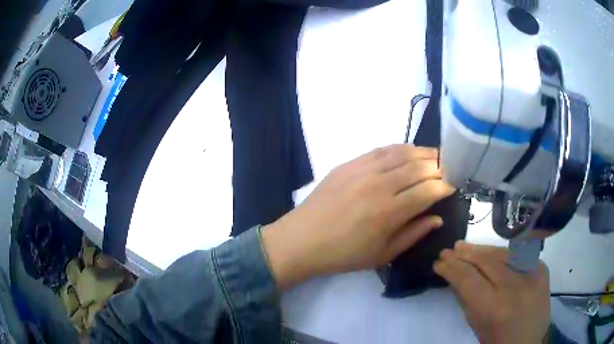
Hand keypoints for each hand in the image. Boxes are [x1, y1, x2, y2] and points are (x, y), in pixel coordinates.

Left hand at [262, 144, 454, 289]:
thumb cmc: (343, 255)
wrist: (302, 240)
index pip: (429, 190)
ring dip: (423, 153)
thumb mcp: (382, 254)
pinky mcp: (349, 163)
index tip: (452, 187)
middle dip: (438, 168)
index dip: (445, 187)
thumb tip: (437, 218)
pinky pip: (381, 149)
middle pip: (419, 167)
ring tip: (435, 157)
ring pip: (402, 153)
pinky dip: (399, 148)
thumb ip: (413, 234)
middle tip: (447, 171)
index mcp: (389, 212)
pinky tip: (408, 152)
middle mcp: (379, 184)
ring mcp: (362, 169)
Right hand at [434, 242, 550, 343]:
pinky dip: (500, 254)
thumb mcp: (476, 325)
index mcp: (494, 308)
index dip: (450, 268)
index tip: (438, 263)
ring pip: (502, 252)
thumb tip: (454, 275)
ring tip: (465, 247)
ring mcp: (532, 273)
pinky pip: (517, 255)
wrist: (529, 341)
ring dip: (481, 249)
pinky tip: (490, 253)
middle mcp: (515, 287)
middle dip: (464, 254)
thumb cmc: (497, 341)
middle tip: (449, 250)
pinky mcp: (542, 267)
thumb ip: (466, 299)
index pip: (468, 278)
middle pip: (486, 261)